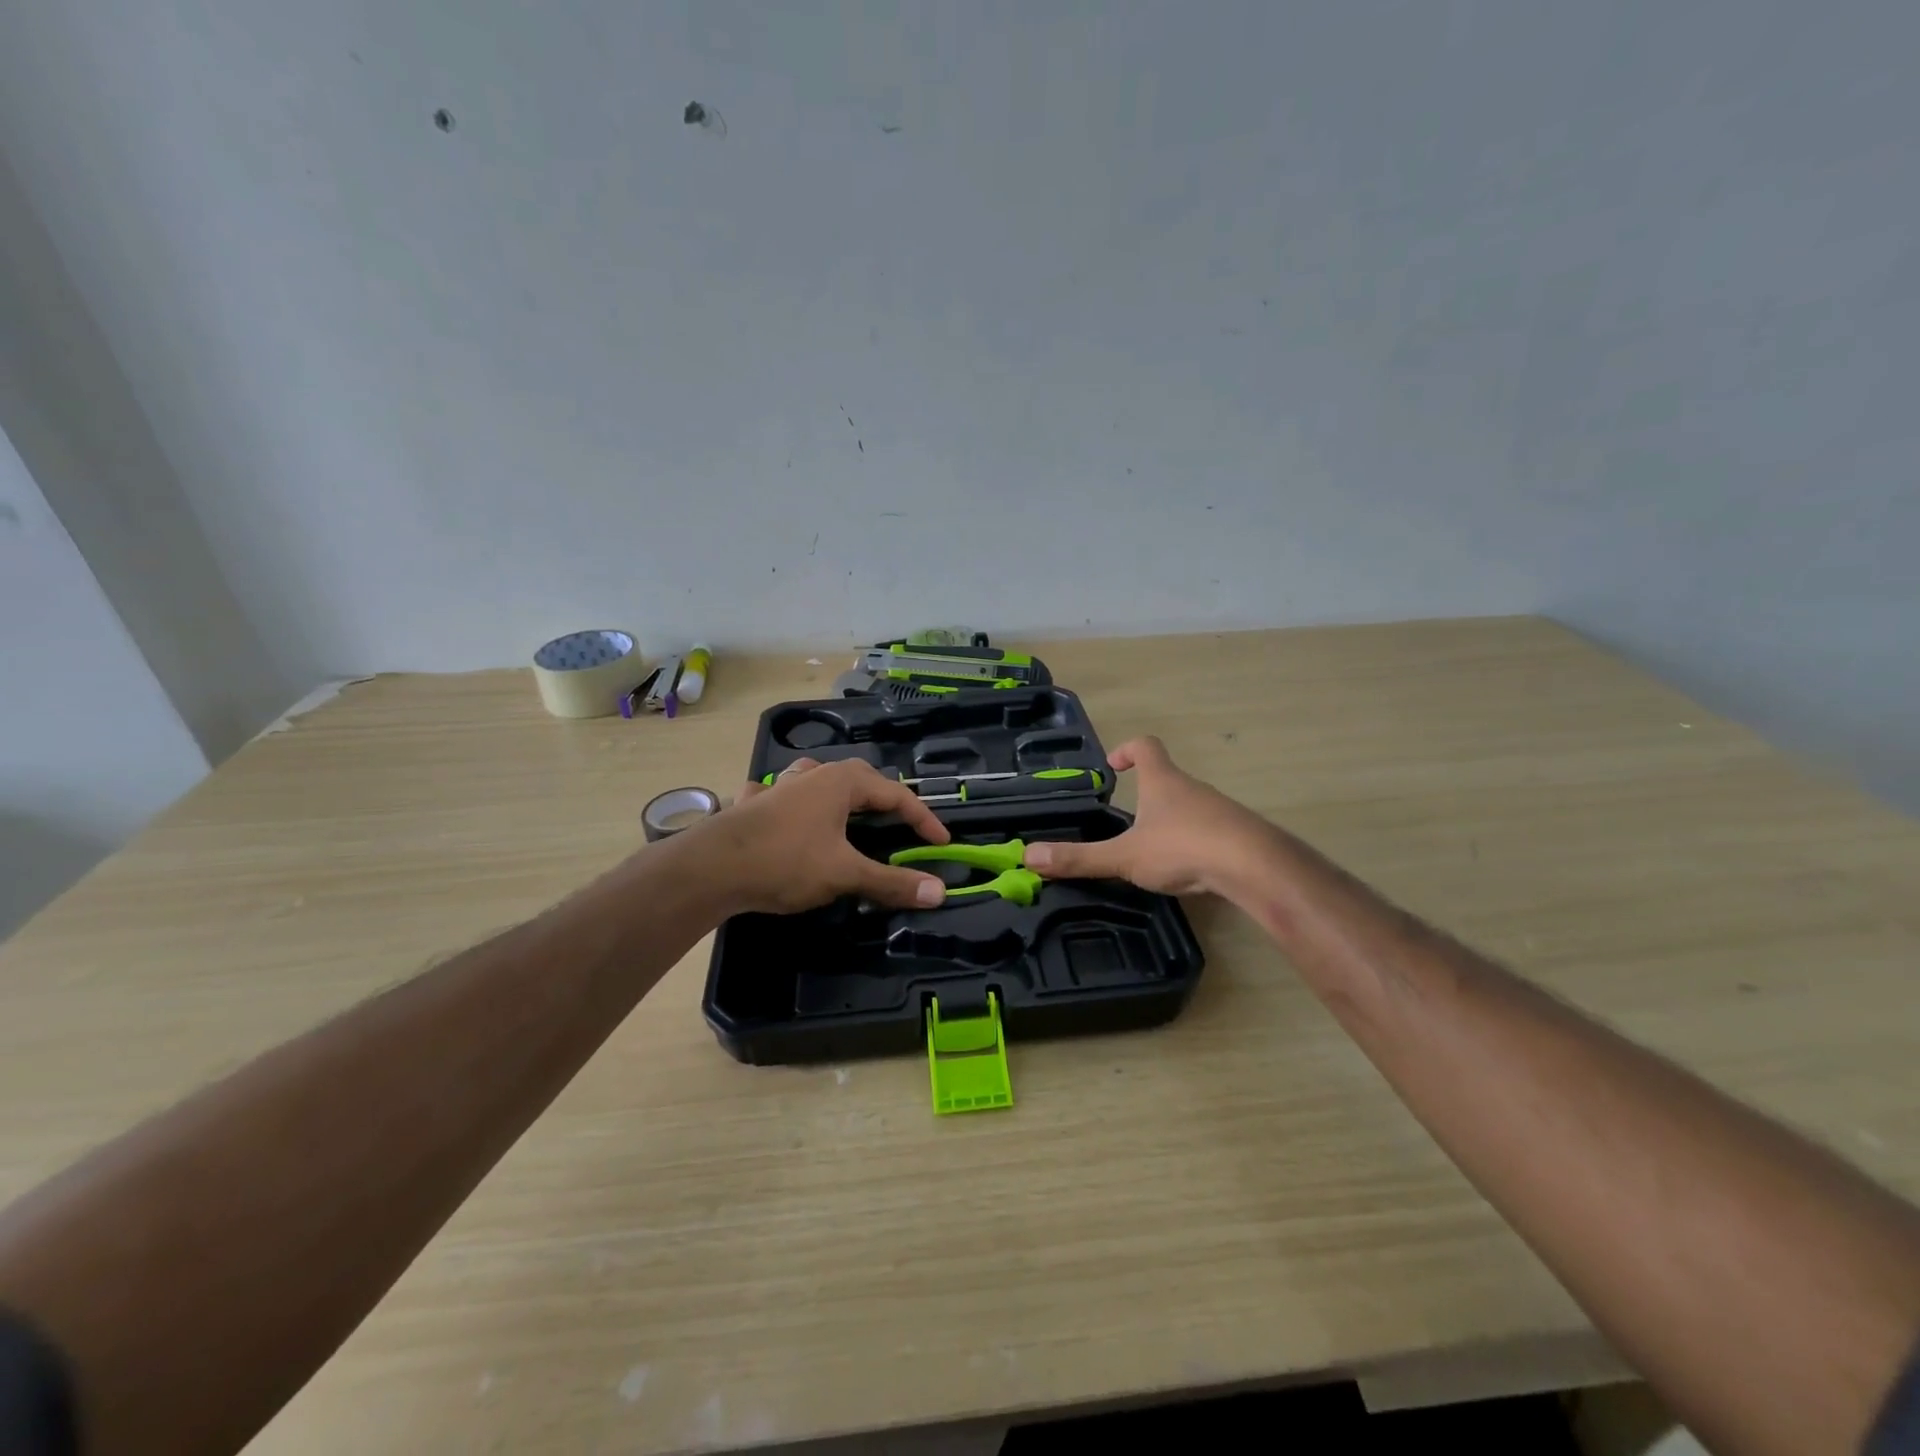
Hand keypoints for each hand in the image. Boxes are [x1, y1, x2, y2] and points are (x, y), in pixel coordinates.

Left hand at [699, 758, 950, 913]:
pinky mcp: (753, 804)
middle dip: (883, 800)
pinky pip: (781, 796)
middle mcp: (812, 774)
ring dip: (839, 794)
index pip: (896, 794)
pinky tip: (787, 815)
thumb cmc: (786, 861)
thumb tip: (938, 891)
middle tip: (900, 825)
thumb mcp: (845, 873)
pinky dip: (793, 804)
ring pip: (818, 780)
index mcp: (841, 782)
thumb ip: (891, 882)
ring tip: (848, 812)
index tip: (941, 843)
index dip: (923, 818)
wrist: (712, 867)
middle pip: (860, 779)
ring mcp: (778, 786)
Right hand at [1022, 737, 1269, 896]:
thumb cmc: (1184, 848)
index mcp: (1163, 782)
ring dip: (1170, 820)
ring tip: (1151, 851)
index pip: (1146, 746)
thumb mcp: (1125, 856)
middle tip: (1125, 820)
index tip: (1113, 766)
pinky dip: (1194, 843)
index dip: (1127, 750)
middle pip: (1168, 778)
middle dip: (1146, 794)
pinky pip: (1210, 831)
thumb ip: (1079, 858)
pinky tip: (1187, 869)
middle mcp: (1192, 788)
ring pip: (1190, 807)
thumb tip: (1028, 856)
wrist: (1256, 867)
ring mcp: (1219, 810)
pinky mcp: (1238, 835)